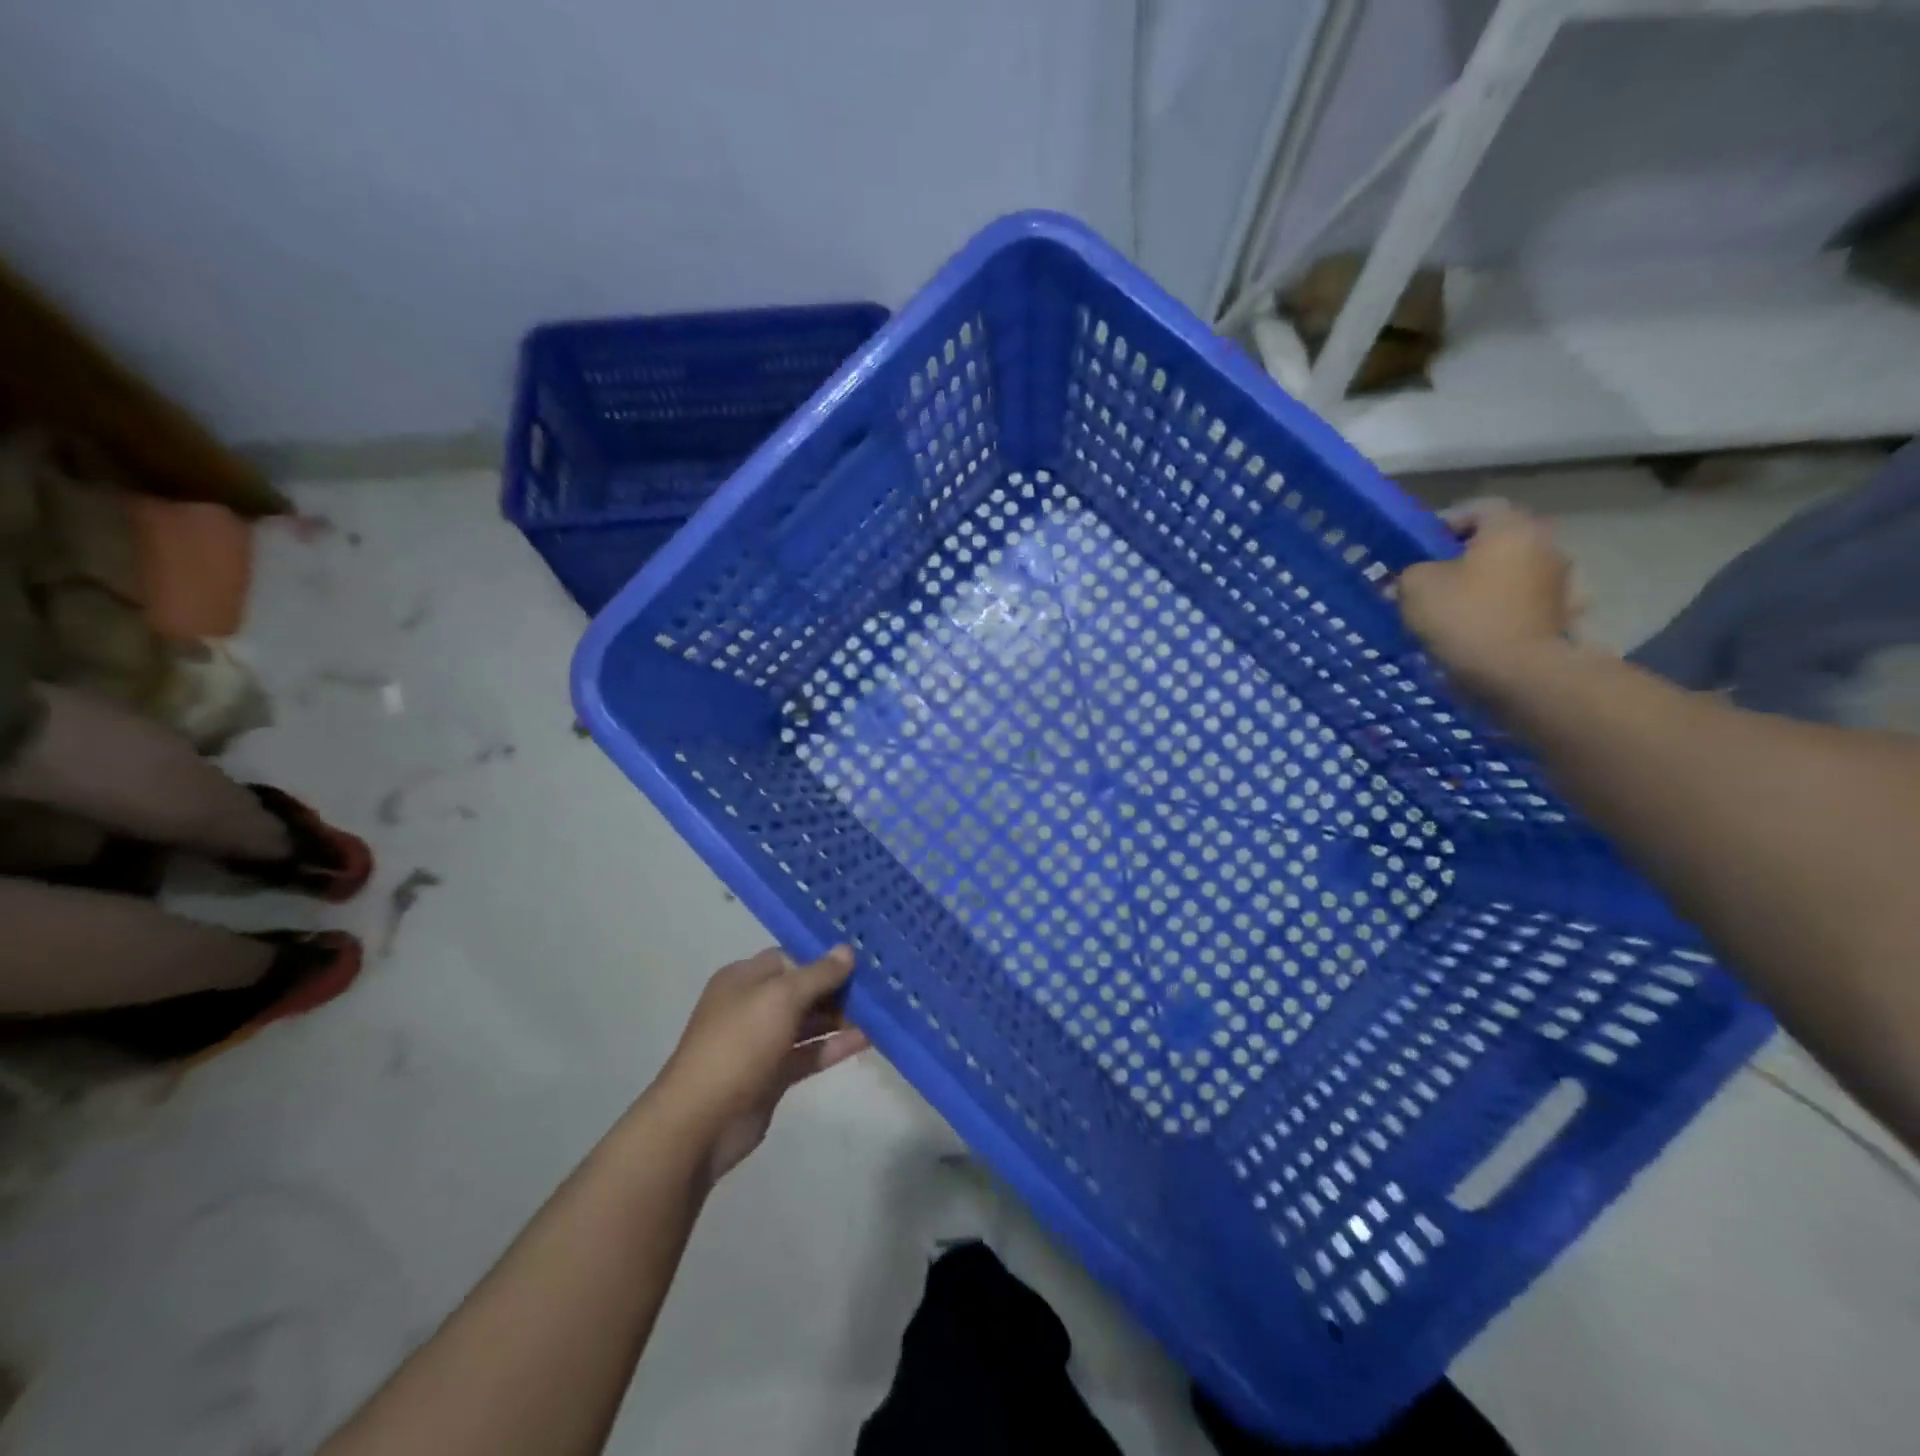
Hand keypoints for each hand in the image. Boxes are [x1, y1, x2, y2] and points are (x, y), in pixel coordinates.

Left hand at [653, 946, 869, 1181]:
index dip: (822, 955)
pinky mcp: (773, 1075)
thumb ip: (817, 974)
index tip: (860, 954)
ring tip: (882, 1008)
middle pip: (802, 989)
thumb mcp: (781, 998)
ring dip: (841, 1017)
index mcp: (744, 979)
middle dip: (837, 986)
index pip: (789, 956)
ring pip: (808, 1023)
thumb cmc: (739, 1044)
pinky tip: (868, 1039)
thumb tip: (846, 949)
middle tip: (879, 981)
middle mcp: (752, 1006)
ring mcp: (762, 1042)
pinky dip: (835, 1046)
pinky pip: (810, 1053)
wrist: (701, 1121)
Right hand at [1398, 500, 1577, 695]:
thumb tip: (1417, 574)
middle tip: (1428, 580)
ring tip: (1447, 610)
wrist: (1519, 672)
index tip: (1417, 550)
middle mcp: (1544, 545)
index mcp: (1511, 528)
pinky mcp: (1560, 615)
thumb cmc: (1465, 617)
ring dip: (1480, 585)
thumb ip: (1411, 571)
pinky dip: (1497, 610)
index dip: (1442, 525)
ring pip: (1507, 573)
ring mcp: (1559, 581)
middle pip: (1495, 542)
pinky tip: (1473, 630)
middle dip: (1461, 558)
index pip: (1476, 509)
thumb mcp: (1415, 586)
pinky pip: (1518, 603)